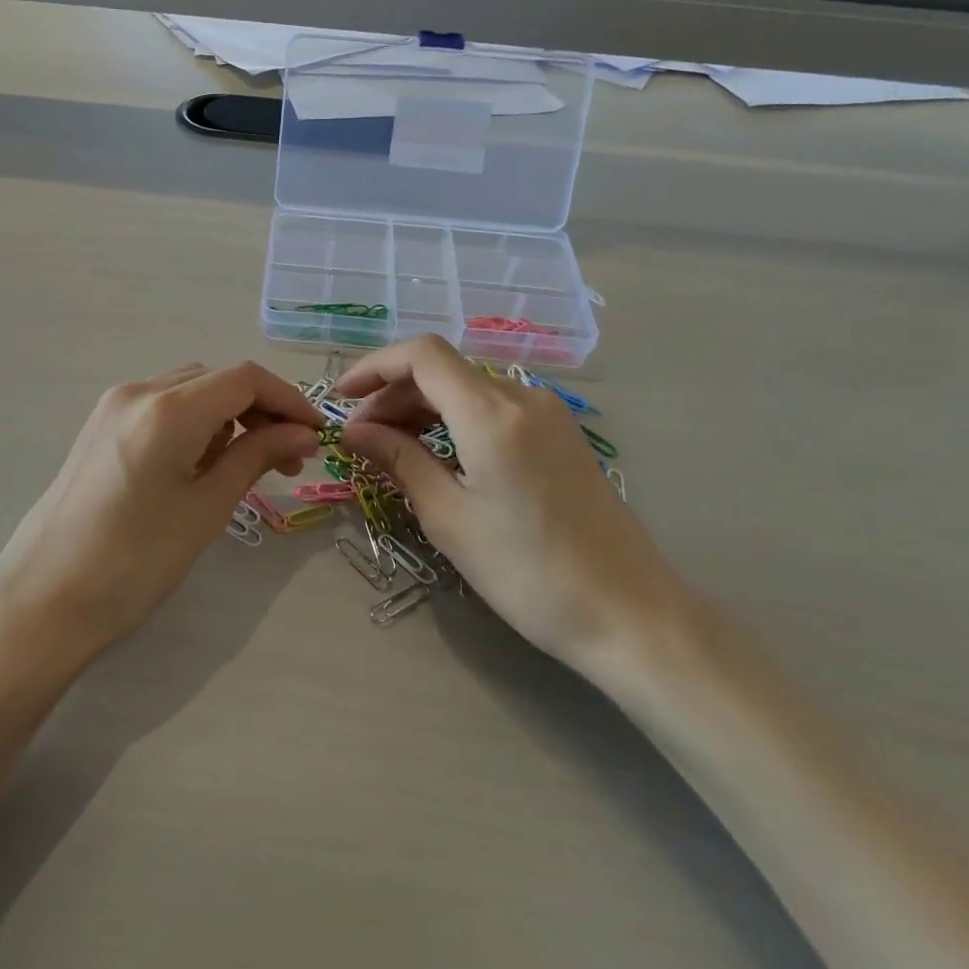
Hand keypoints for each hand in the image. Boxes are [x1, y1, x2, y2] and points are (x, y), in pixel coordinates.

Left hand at [0, 361, 321, 652]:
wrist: (44, 599)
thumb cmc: (134, 562)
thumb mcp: (207, 508)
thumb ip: (257, 457)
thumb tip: (302, 434)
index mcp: (168, 409)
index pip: (245, 379)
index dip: (289, 400)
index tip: (316, 435)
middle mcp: (138, 392)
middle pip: (217, 379)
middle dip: (260, 410)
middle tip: (288, 459)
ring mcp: (113, 406)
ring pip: (190, 390)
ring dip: (228, 417)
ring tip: (243, 467)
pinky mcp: (100, 426)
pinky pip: (162, 406)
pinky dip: (195, 423)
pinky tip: (200, 465)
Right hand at [336, 336, 692, 671]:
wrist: (628, 613)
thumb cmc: (528, 571)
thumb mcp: (449, 517)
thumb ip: (398, 461)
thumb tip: (354, 431)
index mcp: (492, 413)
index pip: (421, 355)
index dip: (373, 367)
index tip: (340, 399)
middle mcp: (522, 398)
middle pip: (443, 371)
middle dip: (393, 395)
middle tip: (361, 439)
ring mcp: (548, 415)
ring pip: (468, 389)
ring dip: (423, 409)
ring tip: (392, 450)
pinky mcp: (560, 437)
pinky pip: (494, 410)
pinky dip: (455, 421)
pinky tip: (438, 456)